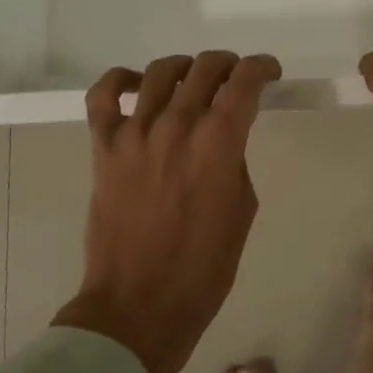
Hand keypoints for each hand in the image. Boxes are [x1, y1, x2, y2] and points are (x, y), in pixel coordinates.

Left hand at [52, 52, 281, 372]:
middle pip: (206, 68)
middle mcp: (177, 125)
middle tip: (235, 79)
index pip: (245, 82)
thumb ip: (234, 161)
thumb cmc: (203, 268)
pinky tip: (137, 84)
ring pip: (161, 71)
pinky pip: (103, 95)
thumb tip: (222, 138)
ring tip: (192, 80)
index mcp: (218, 142)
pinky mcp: (104, 147)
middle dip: (229, 65)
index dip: (262, 68)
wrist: (138, 307)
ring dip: (185, 68)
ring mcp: (135, 133)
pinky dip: (120, 79)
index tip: (269, 72)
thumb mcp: (242, 210)